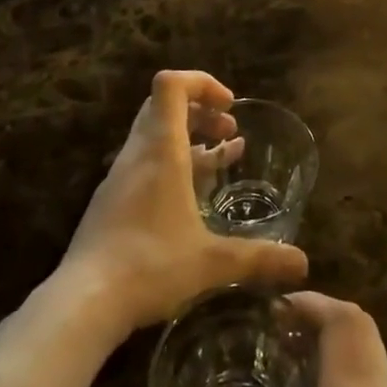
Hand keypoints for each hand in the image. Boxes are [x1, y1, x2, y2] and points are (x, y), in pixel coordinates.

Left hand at [60, 71, 307, 336]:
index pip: (171, 84)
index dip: (202, 83)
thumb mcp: (212, 262)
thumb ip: (258, 258)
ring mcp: (120, 177)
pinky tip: (191, 195)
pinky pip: (145, 162)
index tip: (229, 107)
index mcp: (161, 150)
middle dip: (201, 109)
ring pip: (154, 134)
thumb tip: (303, 264)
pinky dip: (172, 162)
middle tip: (229, 130)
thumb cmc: (150, 266)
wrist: (83, 303)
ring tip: (222, 157)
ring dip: (189, 136)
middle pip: (163, 104)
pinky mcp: (111, 201)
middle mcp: (138, 153)